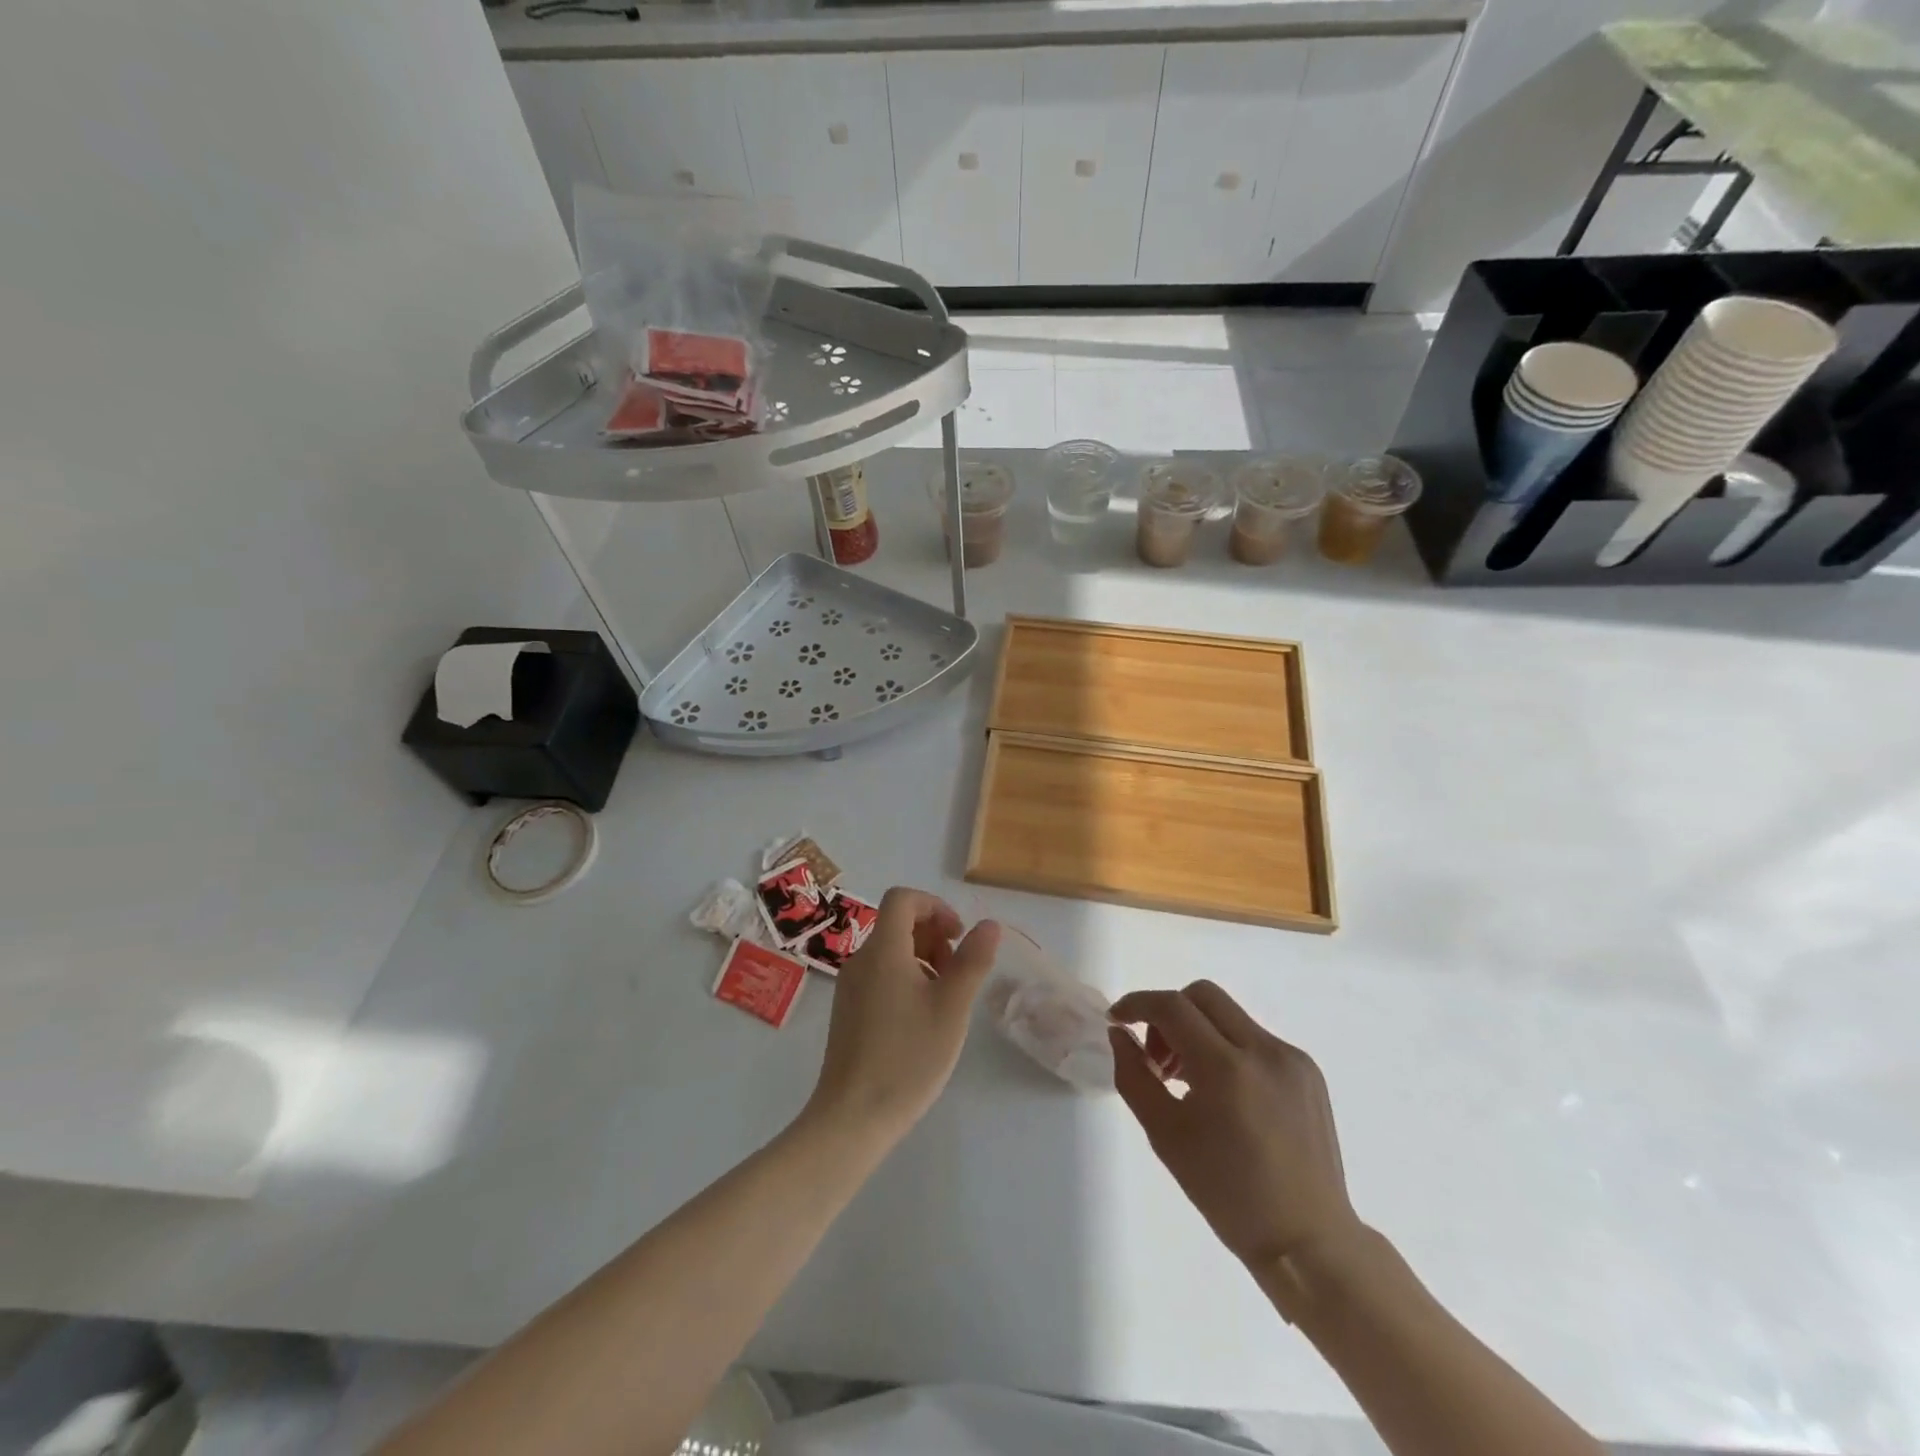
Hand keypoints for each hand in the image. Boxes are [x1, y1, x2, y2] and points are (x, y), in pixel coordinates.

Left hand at [805, 888, 1000, 1140]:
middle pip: (897, 923)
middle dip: (933, 935)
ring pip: (890, 951)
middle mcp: (861, 960)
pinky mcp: (847, 1011)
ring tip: (945, 997)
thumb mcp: (952, 1007)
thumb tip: (989, 925)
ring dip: (922, 958)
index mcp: (883, 951)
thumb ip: (972, 961)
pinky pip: (879, 975)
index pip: (903, 899)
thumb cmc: (908, 1057)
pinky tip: (921, 1018)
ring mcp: (849, 987)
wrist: (852, 1116)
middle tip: (958, 972)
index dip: (934, 906)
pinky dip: (905, 978)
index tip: (958, 936)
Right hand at [1109, 982, 1358, 1271]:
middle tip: (1158, 1058)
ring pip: (1229, 1015)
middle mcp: (1265, 1051)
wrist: (1308, 1242)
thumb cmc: (1228, 1195)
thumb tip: (1120, 1035)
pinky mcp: (1308, 1072)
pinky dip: (1228, 1049)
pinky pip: (1255, 1039)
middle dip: (1169, 1014)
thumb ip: (1134, 1076)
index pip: (1172, 1007)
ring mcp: (1292, 1059)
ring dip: (1198, 1031)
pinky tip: (1226, 1096)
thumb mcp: (1165, 1135)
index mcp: (1227, 1069)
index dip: (1138, 1004)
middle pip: (1202, 996)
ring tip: (1189, 1081)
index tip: (1118, 1021)